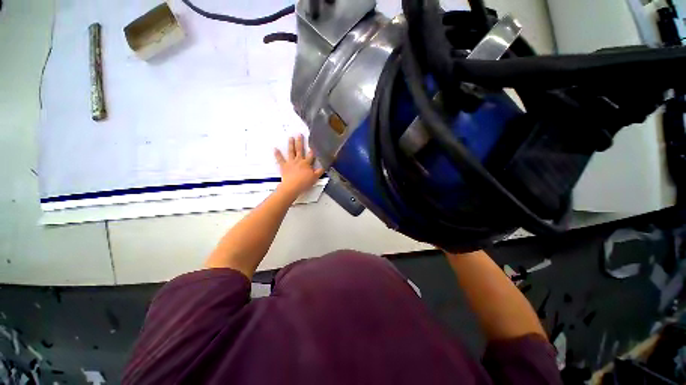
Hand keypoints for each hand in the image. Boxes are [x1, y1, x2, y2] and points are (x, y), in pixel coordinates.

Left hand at [274, 134, 324, 198]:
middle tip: (299, 134)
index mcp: (306, 163)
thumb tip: (324, 166)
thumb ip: (319, 172)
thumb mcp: (315, 178)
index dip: (312, 150)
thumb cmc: (304, 182)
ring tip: (290, 138)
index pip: (310, 155)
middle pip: (300, 150)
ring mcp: (291, 162)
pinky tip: (275, 149)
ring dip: (291, 144)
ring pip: (291, 152)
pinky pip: (280, 159)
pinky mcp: (284, 166)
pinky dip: (277, 154)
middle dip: (300, 142)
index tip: (312, 145)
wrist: (292, 187)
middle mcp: (298, 161)